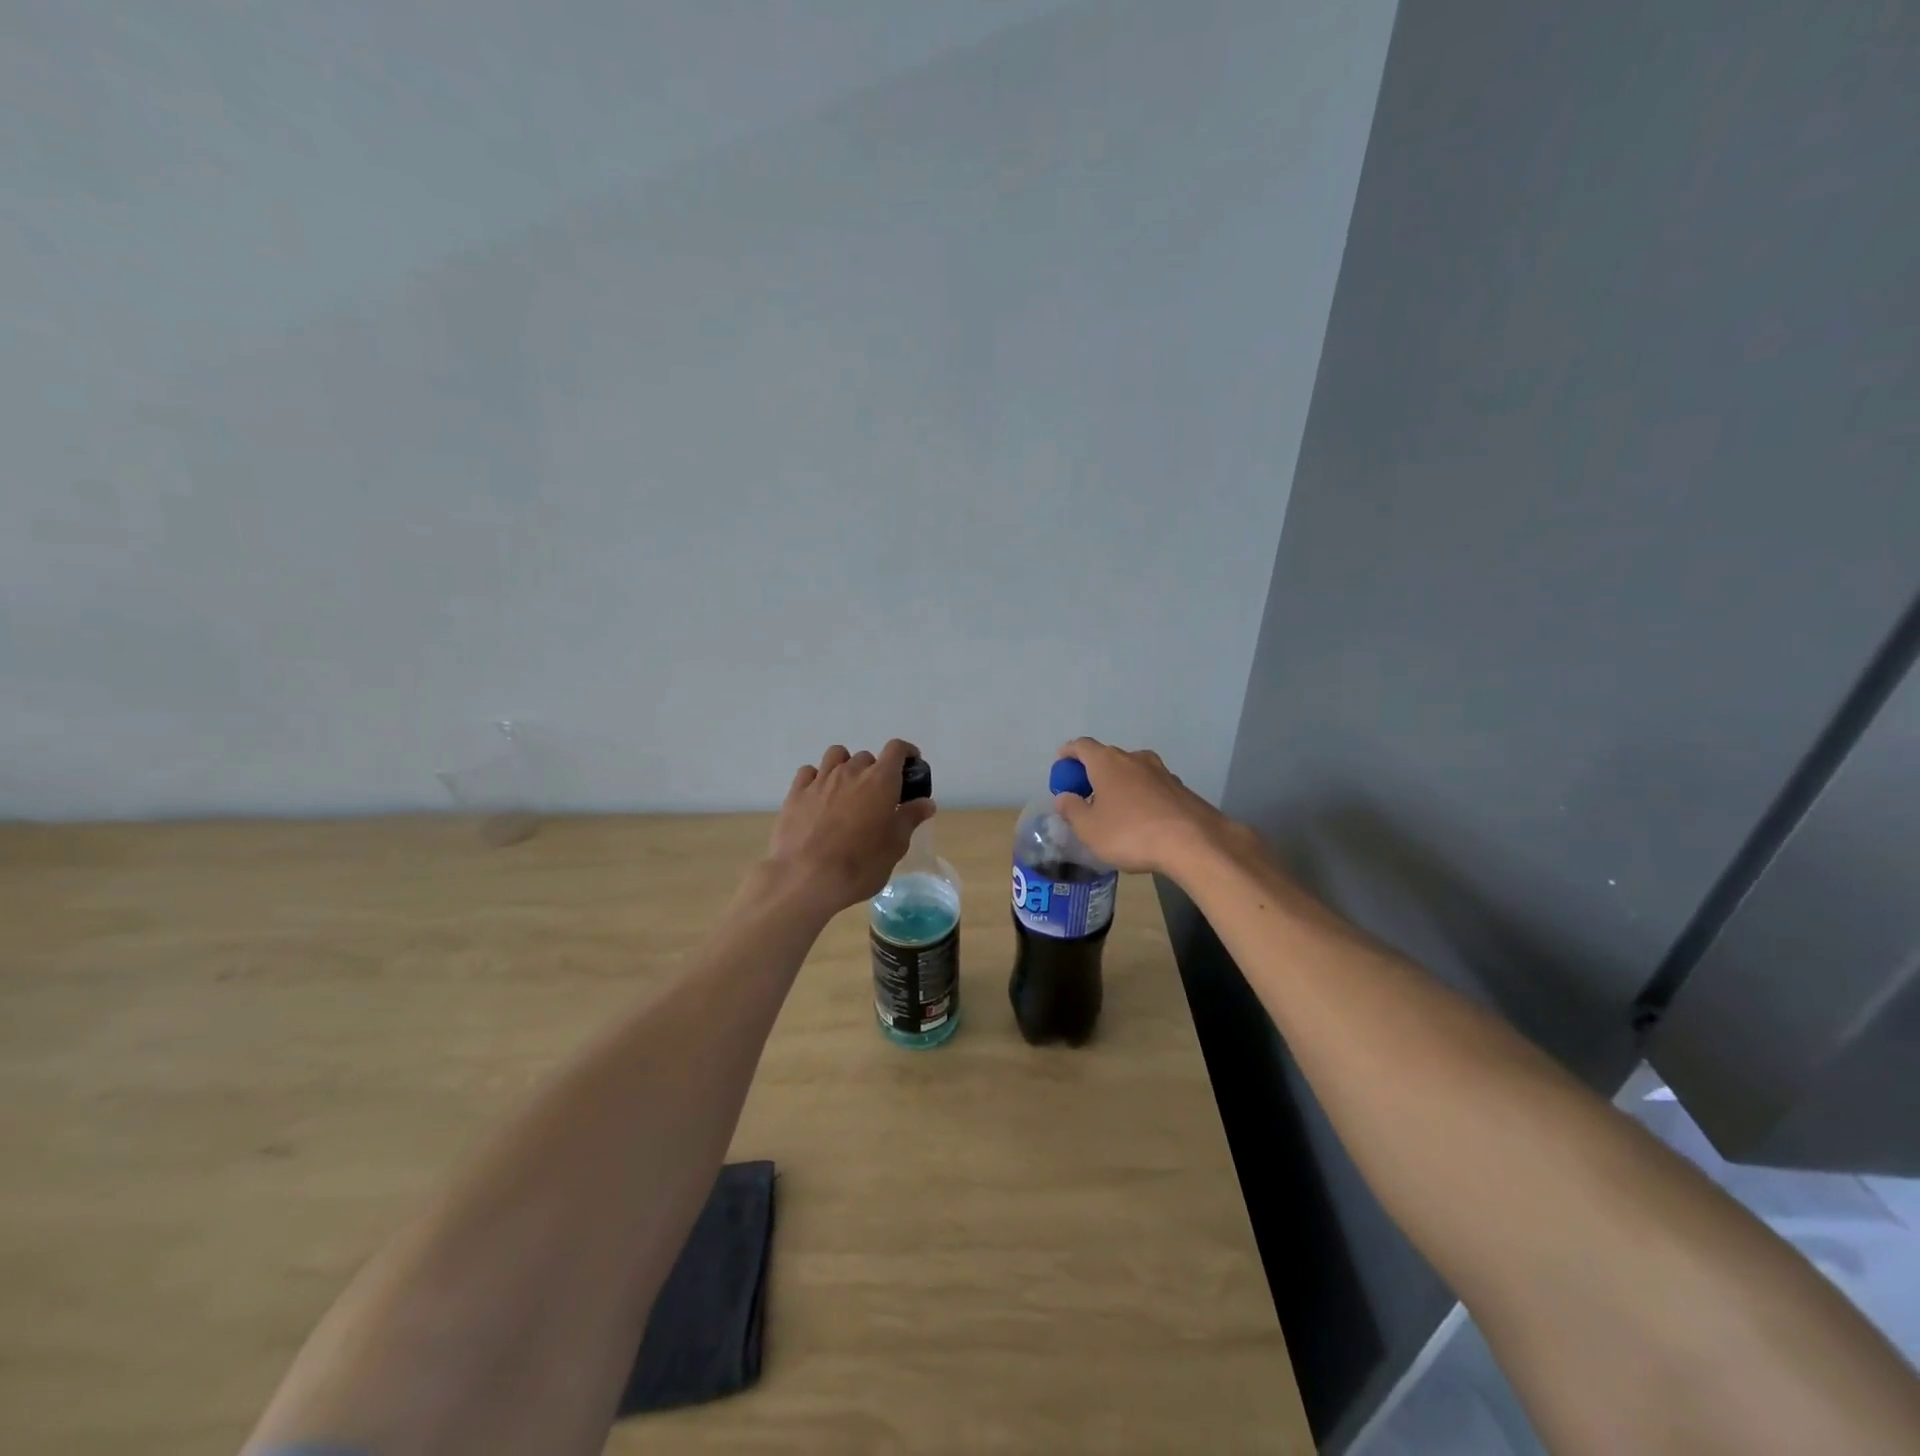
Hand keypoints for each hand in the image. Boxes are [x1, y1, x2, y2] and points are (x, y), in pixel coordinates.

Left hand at [766, 740, 935, 910]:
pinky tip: (819, 797)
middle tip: (877, 798)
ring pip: (836, 756)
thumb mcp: (895, 846)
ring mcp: (820, 780)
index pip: (896, 749)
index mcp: (880, 780)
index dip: (907, 753)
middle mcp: (850, 771)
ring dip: (845, 766)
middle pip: (867, 757)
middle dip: (875, 772)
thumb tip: (926, 803)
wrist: (806, 878)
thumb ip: (910, 818)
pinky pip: (809, 772)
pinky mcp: (795, 793)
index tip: (911, 766)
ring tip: (847, 791)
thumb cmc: (860, 864)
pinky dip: (817, 778)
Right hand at [1050, 738, 1235, 875]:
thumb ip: (1072, 810)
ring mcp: (1162, 772)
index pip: (1082, 746)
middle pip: (1107, 758)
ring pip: (1132, 772)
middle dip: (1093, 772)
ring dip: (1120, 784)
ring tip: (1114, 809)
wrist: (1194, 843)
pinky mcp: (1181, 789)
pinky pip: (1152, 787)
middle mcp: (1134, 758)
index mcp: (1107, 762)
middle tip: (1085, 794)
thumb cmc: (1130, 833)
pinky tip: (1142, 820)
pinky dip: (1141, 796)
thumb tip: (1064, 797)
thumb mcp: (1089, 828)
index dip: (1069, 753)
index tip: (1061, 764)